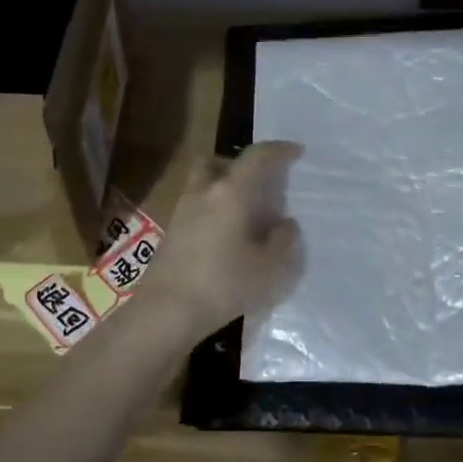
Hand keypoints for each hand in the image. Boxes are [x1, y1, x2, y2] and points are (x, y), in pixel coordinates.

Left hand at [139, 141, 304, 339]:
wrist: (166, 311)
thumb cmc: (225, 283)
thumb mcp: (271, 267)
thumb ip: (284, 240)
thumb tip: (284, 224)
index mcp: (231, 192)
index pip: (257, 157)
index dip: (279, 150)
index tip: (296, 152)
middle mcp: (203, 193)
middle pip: (216, 161)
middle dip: (237, 164)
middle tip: (257, 182)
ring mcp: (182, 212)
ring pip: (202, 185)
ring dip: (222, 189)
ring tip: (244, 212)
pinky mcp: (171, 235)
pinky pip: (195, 209)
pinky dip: (212, 212)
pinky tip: (226, 237)